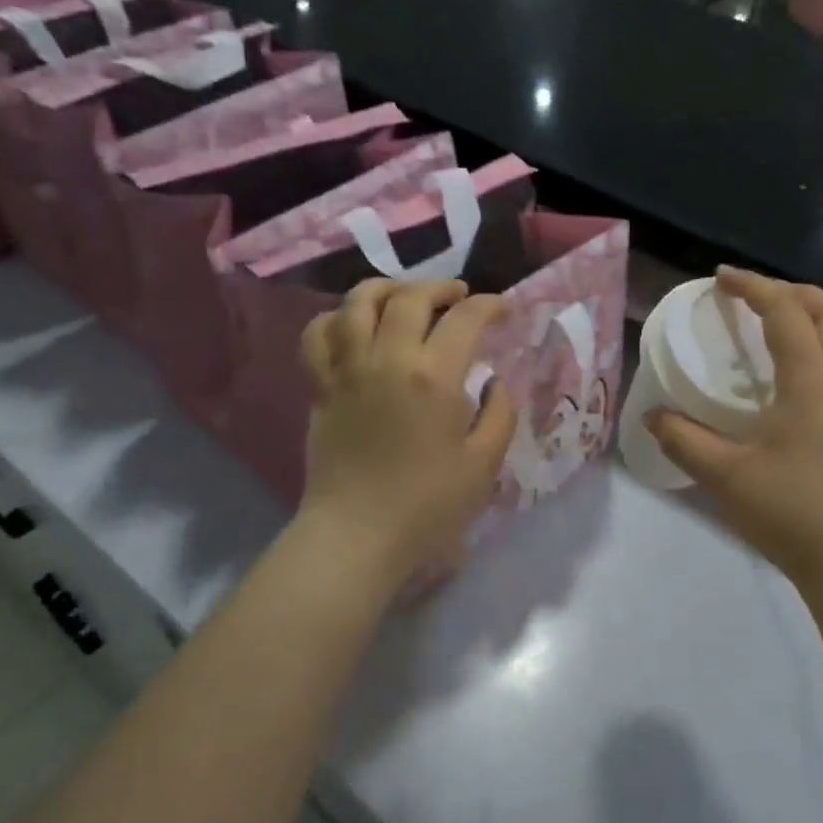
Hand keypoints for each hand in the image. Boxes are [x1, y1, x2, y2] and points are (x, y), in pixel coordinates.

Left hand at [300, 279, 515, 576]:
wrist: (358, 534)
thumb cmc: (428, 505)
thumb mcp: (484, 464)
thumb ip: (500, 414)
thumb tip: (494, 382)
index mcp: (433, 377)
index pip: (465, 318)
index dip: (490, 305)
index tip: (504, 309)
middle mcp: (387, 359)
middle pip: (410, 297)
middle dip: (440, 287)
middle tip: (459, 297)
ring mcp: (347, 369)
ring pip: (358, 302)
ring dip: (387, 289)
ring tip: (406, 298)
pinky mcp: (321, 386)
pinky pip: (319, 334)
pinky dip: (337, 318)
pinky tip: (354, 326)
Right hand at [648, 268, 822, 587]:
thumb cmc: (793, 511)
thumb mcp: (725, 476)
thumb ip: (684, 441)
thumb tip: (652, 418)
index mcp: (812, 380)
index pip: (785, 313)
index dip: (753, 287)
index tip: (721, 278)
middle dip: (795, 292)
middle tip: (758, 296)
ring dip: (821, 319)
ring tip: (788, 328)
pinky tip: (809, 381)